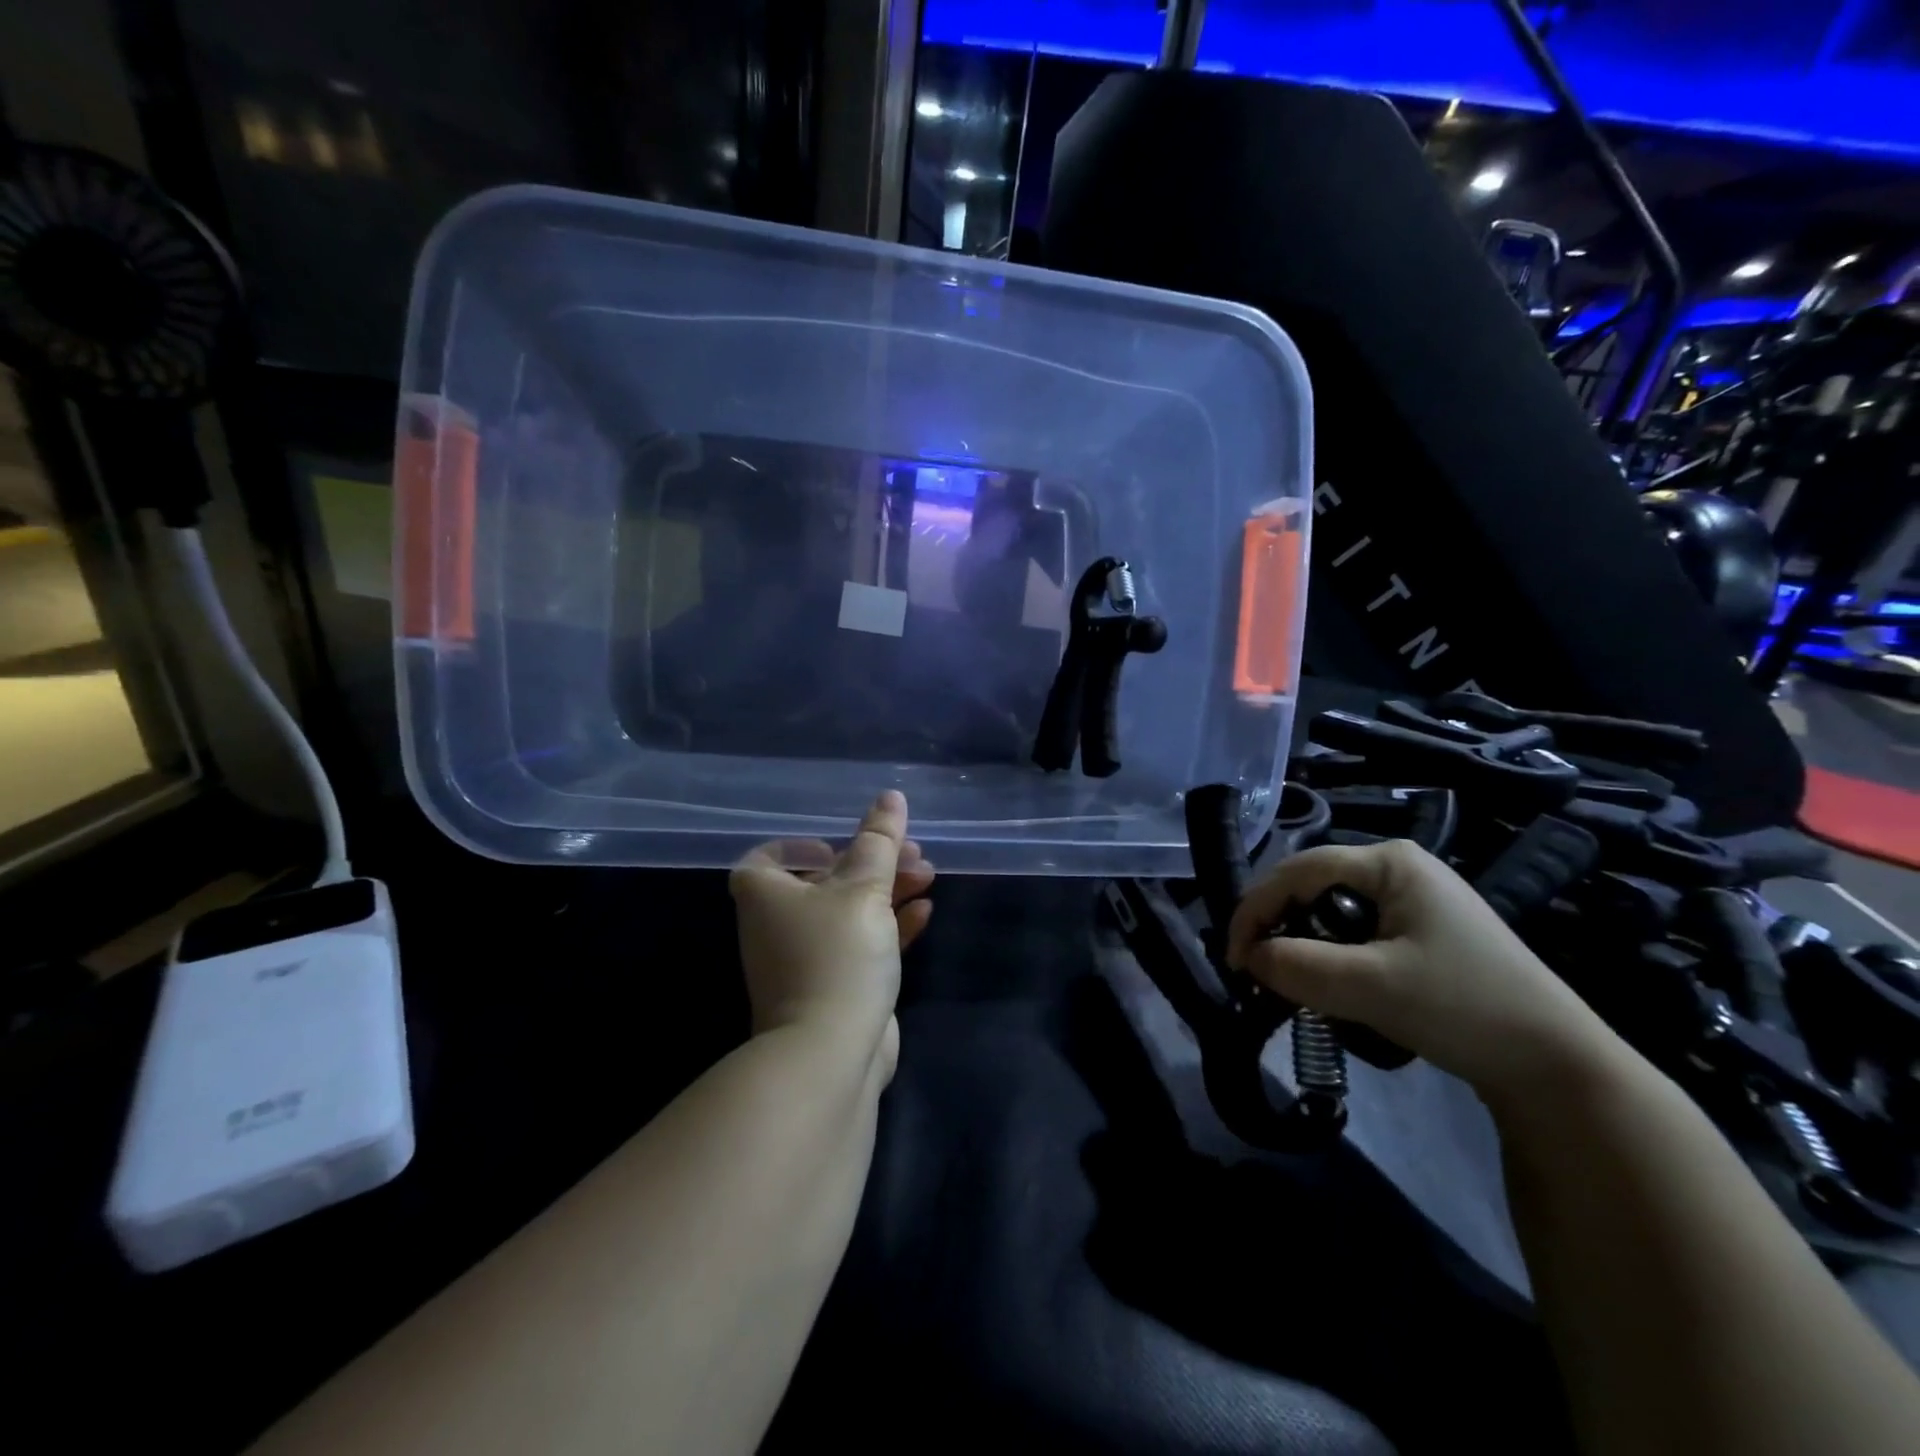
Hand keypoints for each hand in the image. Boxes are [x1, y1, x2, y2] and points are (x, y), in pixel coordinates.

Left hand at [730, 791, 934, 1082]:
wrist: (830, 1053)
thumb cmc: (837, 955)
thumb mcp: (863, 888)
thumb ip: (879, 841)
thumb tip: (891, 796)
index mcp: (766, 895)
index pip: (769, 858)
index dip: (802, 846)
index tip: (841, 845)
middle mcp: (778, 926)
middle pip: (824, 881)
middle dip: (871, 863)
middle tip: (912, 852)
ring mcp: (805, 961)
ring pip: (848, 913)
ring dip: (887, 891)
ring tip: (927, 875)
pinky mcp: (835, 988)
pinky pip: (862, 945)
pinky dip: (889, 926)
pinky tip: (924, 912)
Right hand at [1226, 839, 1620, 1104]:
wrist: (1559, 1066)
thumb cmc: (1464, 1007)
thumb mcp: (1371, 986)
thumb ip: (1298, 966)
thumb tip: (1248, 959)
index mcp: (1389, 862)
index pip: (1297, 870)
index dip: (1255, 908)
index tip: (1235, 958)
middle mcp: (1399, 868)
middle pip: (1311, 887)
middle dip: (1278, 928)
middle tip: (1257, 972)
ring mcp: (1414, 899)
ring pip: (1330, 912)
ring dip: (1303, 946)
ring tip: (1289, 983)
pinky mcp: (1422, 931)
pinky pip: (1355, 932)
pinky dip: (1331, 957)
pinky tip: (1331, 987)